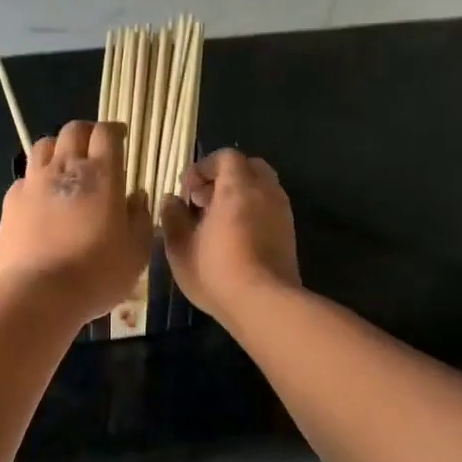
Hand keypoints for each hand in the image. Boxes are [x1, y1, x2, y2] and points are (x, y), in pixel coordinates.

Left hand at [0, 121, 152, 320]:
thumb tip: (137, 197)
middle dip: (85, 133)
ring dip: (56, 149)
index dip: (114, 131)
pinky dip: (35, 181)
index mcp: (101, 174)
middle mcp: (64, 168)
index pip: (105, 133)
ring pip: (42, 147)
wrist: (40, 294)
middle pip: (72, 131)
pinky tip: (41, 200)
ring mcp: (32, 184)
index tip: (121, 139)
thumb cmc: (97, 273)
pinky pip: (24, 179)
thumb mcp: (136, 252)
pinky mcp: (9, 204)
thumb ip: (140, 218)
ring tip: (64, 167)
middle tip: (94, 149)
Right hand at [160, 148, 300, 320]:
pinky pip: (269, 208)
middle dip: (224, 178)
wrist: (264, 303)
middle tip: (204, 202)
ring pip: (262, 188)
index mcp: (238, 187)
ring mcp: (282, 212)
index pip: (225, 157)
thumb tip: (172, 200)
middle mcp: (265, 191)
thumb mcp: (179, 248)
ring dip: (240, 196)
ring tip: (218, 222)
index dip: (203, 168)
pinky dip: (252, 212)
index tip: (187, 192)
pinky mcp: (289, 233)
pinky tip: (236, 238)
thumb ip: (173, 218)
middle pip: (249, 167)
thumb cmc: (217, 272)